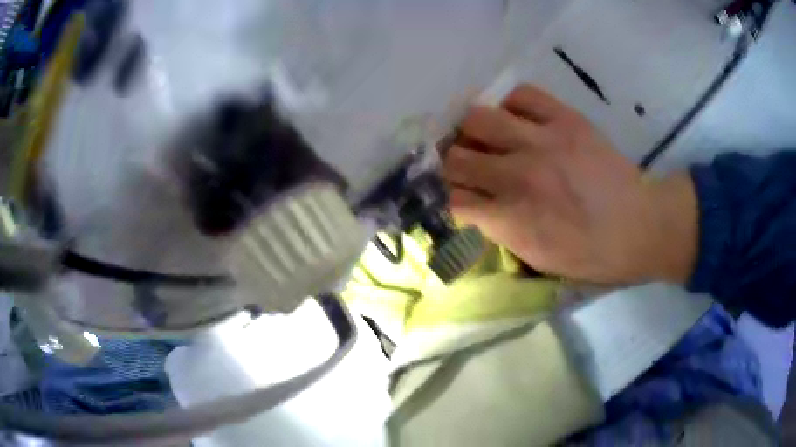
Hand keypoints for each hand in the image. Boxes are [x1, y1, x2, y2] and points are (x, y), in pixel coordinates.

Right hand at [442, 84, 697, 284]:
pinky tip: (518, 121)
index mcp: (512, 220)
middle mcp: (519, 174)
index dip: (444, 197)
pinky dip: (511, 107)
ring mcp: (543, 140)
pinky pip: (521, 95)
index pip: (450, 198)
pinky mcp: (566, 119)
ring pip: (477, 118)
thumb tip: (474, 207)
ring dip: (473, 132)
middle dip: (452, 165)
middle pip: (455, 156)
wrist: (641, 227)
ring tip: (486, 139)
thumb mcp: (539, 261)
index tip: (451, 195)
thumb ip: (500, 232)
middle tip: (463, 168)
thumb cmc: (592, 256)